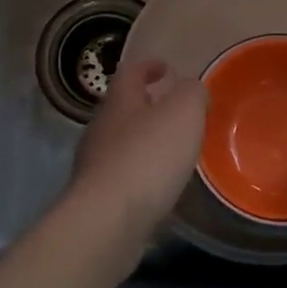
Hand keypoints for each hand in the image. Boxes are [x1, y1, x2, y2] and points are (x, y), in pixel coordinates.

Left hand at [69, 57, 207, 226]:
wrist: (107, 221)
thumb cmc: (148, 157)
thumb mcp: (183, 113)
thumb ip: (192, 94)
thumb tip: (192, 88)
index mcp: (119, 101)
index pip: (130, 72)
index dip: (149, 66)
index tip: (166, 68)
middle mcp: (101, 128)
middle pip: (123, 108)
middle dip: (146, 106)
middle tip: (174, 111)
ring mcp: (94, 165)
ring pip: (121, 143)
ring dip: (144, 142)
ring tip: (172, 151)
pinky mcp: (97, 198)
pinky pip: (122, 176)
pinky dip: (141, 174)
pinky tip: (159, 186)